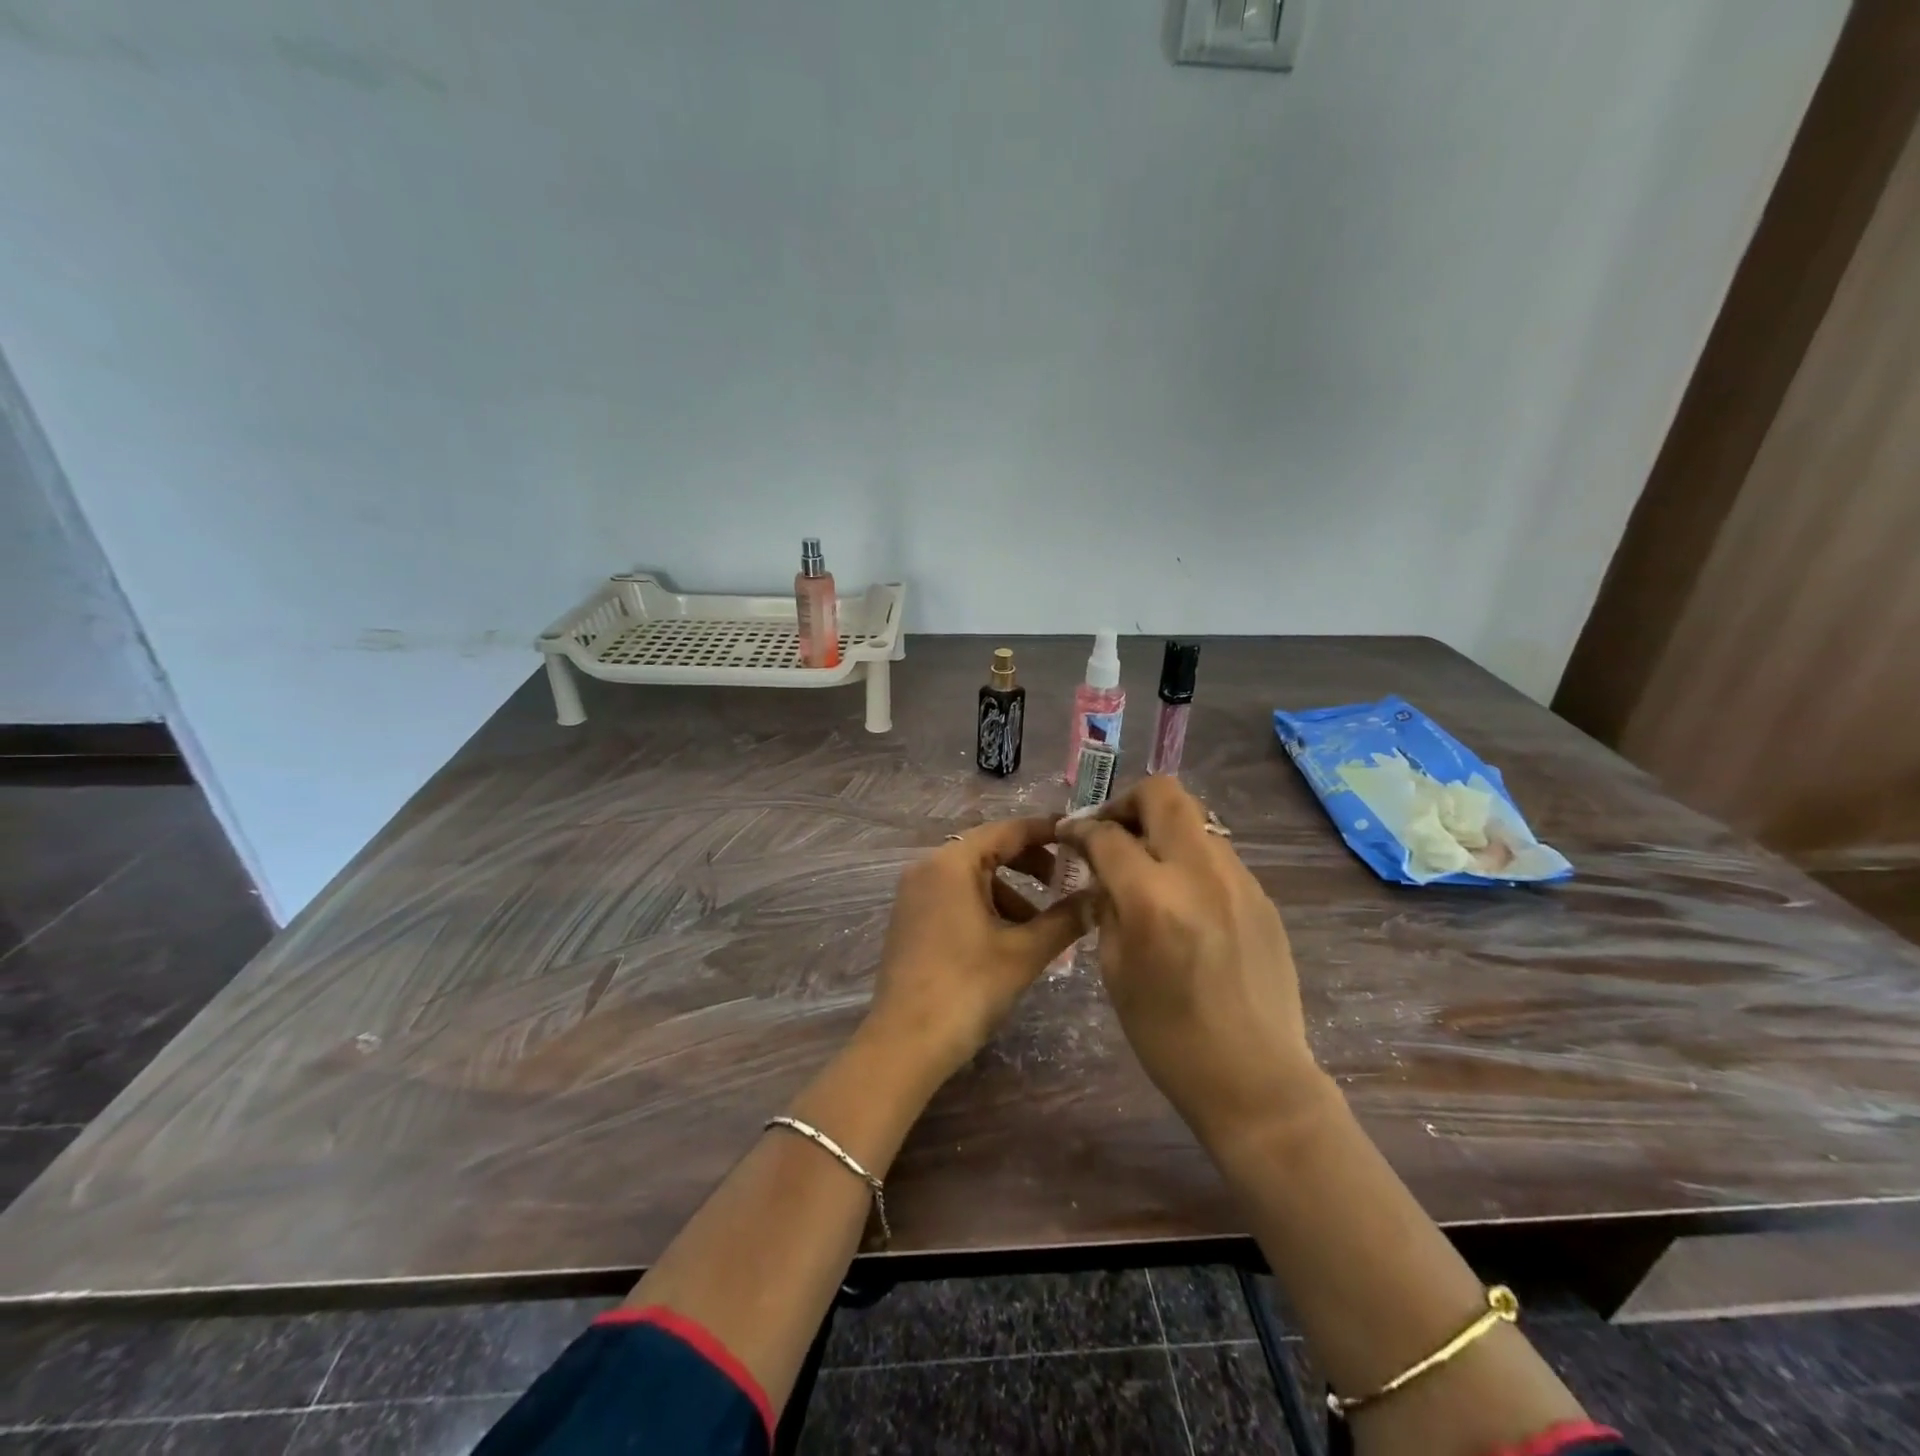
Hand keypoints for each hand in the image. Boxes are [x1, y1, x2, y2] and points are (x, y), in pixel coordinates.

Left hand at [864, 817, 1088, 1087]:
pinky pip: (957, 897)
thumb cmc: (967, 988)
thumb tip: (1100, 896)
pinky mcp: (912, 920)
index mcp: (952, 863)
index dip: (1047, 831)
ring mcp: (915, 894)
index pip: (1007, 830)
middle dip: (1031, 865)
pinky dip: (988, 908)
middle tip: (1067, 883)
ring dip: (1012, 893)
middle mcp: (928, 868)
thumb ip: (1065, 918)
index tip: (1081, 836)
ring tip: (1043, 927)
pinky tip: (1010, 941)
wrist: (905, 1044)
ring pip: (974, 878)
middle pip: (989, 850)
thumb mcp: (1024, 952)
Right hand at [1056, 777, 1324, 1149]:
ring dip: (1162, 829)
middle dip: (1128, 802)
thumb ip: (1107, 908)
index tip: (1068, 833)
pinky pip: (1217, 855)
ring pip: (1195, 820)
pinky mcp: (1261, 896)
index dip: (1080, 828)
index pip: (1108, 835)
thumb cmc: (1169, 1037)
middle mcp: (1200, 874)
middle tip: (1112, 830)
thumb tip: (1103, 875)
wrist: (1256, 1080)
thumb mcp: (1116, 970)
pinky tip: (1181, 897)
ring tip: (1146, 866)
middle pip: (1164, 795)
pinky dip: (1189, 859)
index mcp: (1153, 899)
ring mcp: (1239, 881)